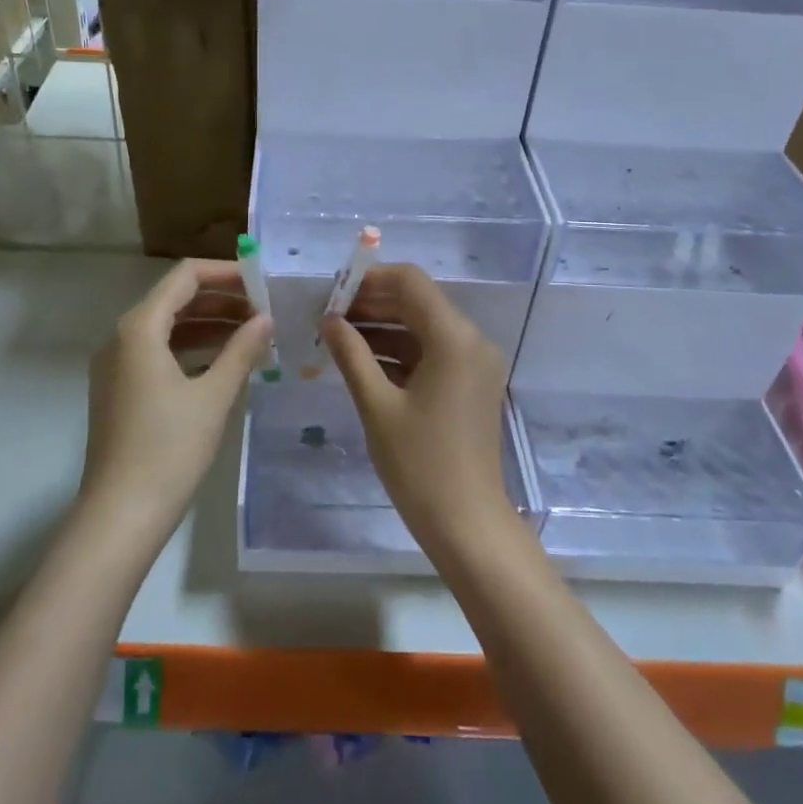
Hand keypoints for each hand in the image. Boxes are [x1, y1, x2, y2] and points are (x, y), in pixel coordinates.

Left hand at [82, 259, 271, 549]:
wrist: (120, 515)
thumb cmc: (169, 449)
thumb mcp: (214, 396)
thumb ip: (242, 350)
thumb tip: (266, 319)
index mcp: (139, 328)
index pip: (185, 276)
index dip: (225, 273)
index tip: (262, 282)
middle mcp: (122, 337)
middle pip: (176, 299)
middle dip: (222, 300)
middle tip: (265, 311)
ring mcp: (117, 365)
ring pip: (168, 328)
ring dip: (210, 326)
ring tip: (254, 335)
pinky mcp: (121, 390)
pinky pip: (159, 354)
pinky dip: (192, 350)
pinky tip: (225, 364)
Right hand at [321, 264, 510, 549]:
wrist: (467, 523)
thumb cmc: (419, 464)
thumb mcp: (377, 406)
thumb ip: (351, 355)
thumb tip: (329, 320)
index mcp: (454, 338)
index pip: (410, 282)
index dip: (369, 280)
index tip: (333, 293)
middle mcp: (471, 340)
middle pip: (418, 301)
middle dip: (372, 303)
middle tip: (328, 315)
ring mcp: (474, 363)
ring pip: (423, 327)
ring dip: (383, 327)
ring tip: (337, 336)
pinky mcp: (470, 383)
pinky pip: (432, 352)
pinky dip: (399, 351)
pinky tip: (362, 361)